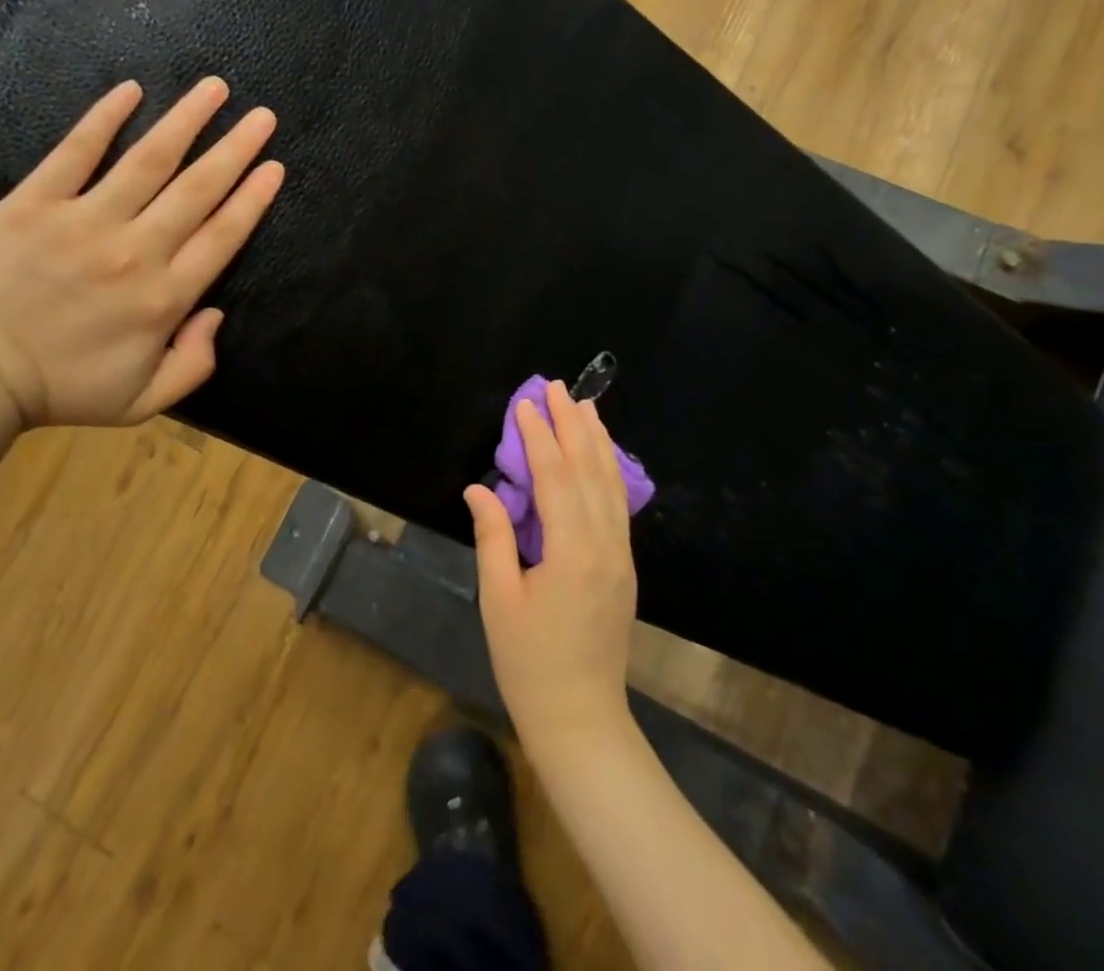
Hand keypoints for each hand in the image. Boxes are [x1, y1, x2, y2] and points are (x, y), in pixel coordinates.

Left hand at [0, 77, 283, 428]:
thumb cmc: (59, 390)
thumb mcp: (143, 401)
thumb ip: (194, 363)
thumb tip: (215, 315)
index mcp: (165, 297)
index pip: (223, 235)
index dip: (253, 198)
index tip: (273, 166)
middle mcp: (136, 250)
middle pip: (198, 189)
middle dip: (236, 149)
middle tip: (263, 116)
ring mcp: (84, 221)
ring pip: (148, 160)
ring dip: (186, 121)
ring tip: (215, 89)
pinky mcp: (34, 204)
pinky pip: (75, 152)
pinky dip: (104, 119)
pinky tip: (131, 90)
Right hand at [465, 379, 638, 757]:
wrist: (580, 718)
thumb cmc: (529, 662)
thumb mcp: (499, 599)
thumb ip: (493, 536)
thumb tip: (479, 488)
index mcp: (572, 551)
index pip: (555, 477)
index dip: (539, 436)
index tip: (526, 402)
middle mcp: (604, 544)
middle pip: (589, 470)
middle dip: (572, 424)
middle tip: (557, 386)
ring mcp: (620, 554)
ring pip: (610, 483)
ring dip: (596, 440)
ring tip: (585, 405)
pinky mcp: (624, 565)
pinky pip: (617, 504)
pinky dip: (609, 469)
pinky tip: (601, 455)